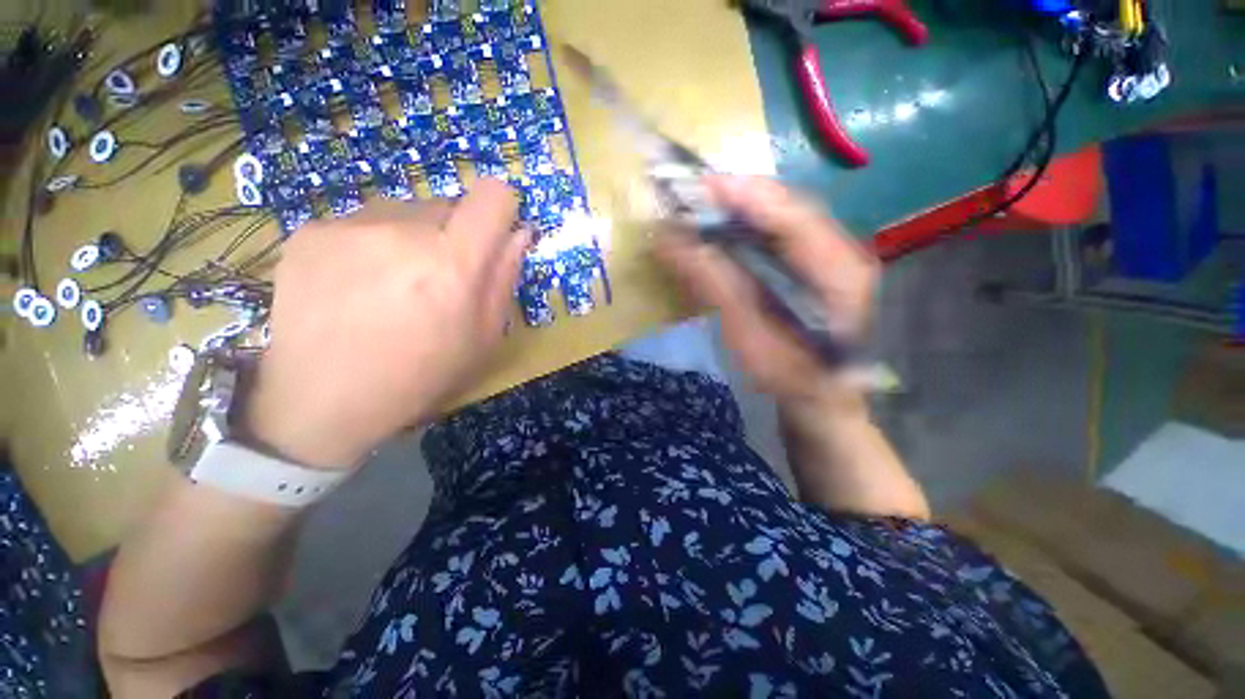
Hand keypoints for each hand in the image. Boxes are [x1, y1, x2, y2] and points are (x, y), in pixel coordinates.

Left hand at [245, 180, 526, 469]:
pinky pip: (361, 223)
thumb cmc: (422, 375)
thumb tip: (520, 233)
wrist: (324, 401)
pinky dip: (370, 246)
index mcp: (453, 263)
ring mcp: (350, 226)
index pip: (492, 195)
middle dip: (453, 235)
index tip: (492, 236)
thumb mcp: (483, 337)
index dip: (501, 209)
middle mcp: (402, 229)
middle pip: (447, 204)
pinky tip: (354, 287)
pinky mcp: (310, 232)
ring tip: (392, 286)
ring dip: (410, 238)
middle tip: (438, 280)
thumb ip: (504, 278)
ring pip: (403, 211)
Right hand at [655, 175, 877, 405]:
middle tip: (691, 194)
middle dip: (736, 197)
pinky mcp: (807, 265)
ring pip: (777, 218)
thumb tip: (671, 242)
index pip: (791, 215)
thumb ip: (714, 285)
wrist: (817, 397)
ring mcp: (825, 256)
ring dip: (737, 210)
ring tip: (699, 208)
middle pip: (784, 208)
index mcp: (838, 269)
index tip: (699, 186)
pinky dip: (742, 229)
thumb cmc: (786, 374)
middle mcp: (838, 251)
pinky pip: (773, 235)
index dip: (744, 196)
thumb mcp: (747, 335)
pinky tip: (718, 232)